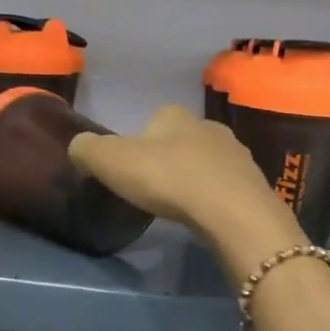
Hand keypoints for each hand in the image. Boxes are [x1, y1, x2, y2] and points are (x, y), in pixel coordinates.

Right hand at [68, 105, 303, 276]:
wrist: (230, 211)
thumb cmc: (167, 178)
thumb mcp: (111, 161)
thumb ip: (87, 150)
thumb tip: (78, 147)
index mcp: (174, 115)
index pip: (151, 121)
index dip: (137, 144)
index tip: (130, 171)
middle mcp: (208, 125)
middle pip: (180, 141)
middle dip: (167, 160)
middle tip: (153, 190)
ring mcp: (235, 153)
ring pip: (205, 162)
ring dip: (192, 179)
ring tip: (179, 205)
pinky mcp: (251, 182)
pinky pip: (224, 186)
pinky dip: (213, 197)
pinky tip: (204, 215)